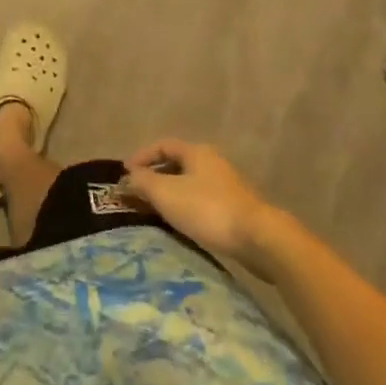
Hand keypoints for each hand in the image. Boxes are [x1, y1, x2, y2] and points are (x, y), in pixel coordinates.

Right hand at [120, 139, 294, 275]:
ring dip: (171, 194)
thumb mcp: (166, 193)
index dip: (141, 156)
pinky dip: (187, 207)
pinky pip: (203, 201)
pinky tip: (182, 224)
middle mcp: (213, 162)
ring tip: (156, 211)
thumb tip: (127, 178)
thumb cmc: (208, 209)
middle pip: (177, 164)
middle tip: (138, 192)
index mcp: (196, 152)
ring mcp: (228, 186)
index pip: (162, 145)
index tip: (125, 173)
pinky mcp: (238, 209)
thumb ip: (142, 182)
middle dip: (155, 176)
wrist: (260, 239)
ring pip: (191, 184)